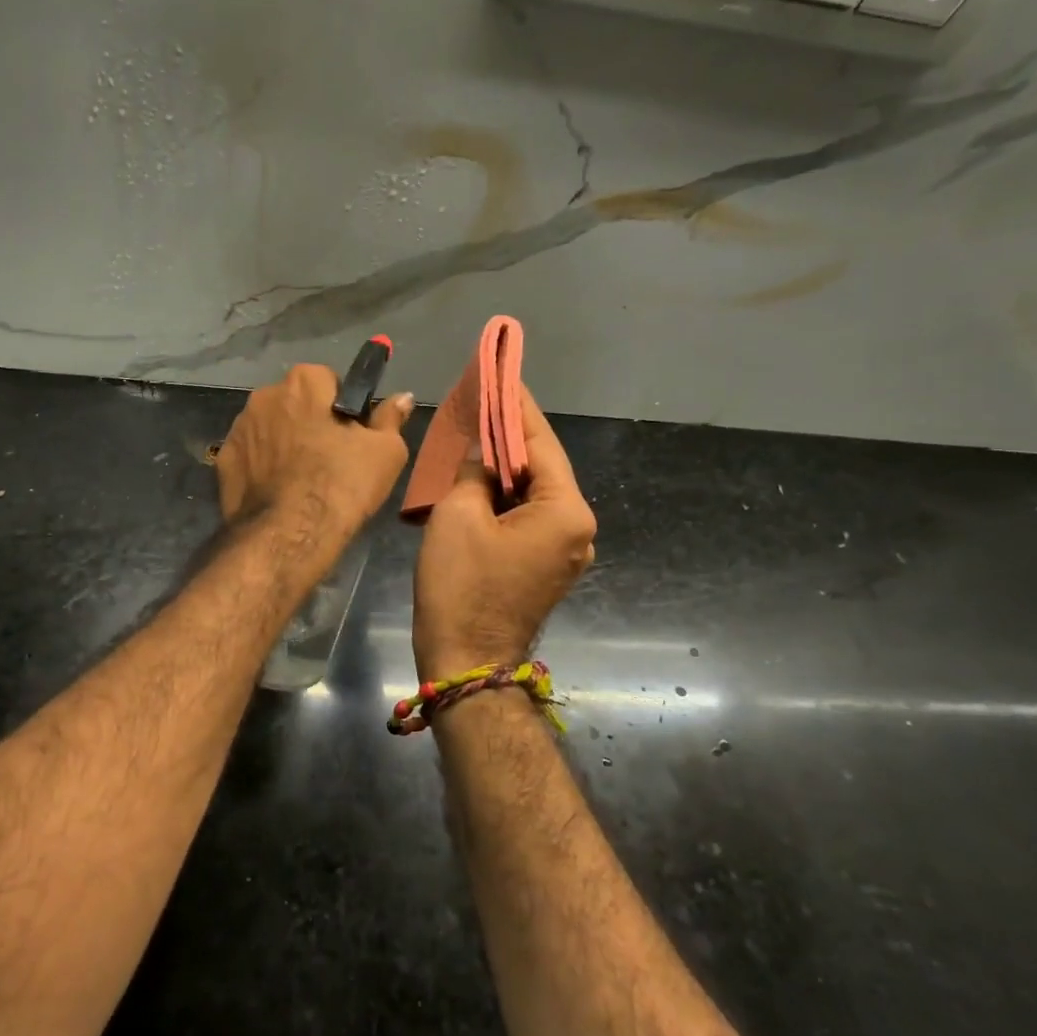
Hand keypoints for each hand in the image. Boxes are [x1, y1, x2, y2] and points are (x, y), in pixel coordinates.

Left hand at [217, 364, 413, 547]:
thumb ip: (391, 418)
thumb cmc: (342, 485)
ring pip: (270, 428)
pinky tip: (277, 492)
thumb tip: (402, 397)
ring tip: (301, 480)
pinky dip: (261, 467)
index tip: (351, 435)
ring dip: (283, 443)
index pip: (328, 380)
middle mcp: (264, 395)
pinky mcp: (223, 461)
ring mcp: (238, 428)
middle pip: (296, 403)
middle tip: (329, 459)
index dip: (342, 408)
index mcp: (304, 382)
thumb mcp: (385, 452)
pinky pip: (250, 456)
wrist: (288, 536)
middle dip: (309, 422)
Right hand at [413, 386, 595, 682]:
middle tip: (482, 400)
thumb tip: (483, 459)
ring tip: (477, 432)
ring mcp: (565, 550)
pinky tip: (480, 479)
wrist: (465, 661)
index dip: (517, 406)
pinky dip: (505, 496)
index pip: (541, 442)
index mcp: (565, 510)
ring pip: (533, 493)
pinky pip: (527, 517)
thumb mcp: (458, 514)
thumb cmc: (461, 585)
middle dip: (511, 436)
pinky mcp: (546, 567)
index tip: (502, 373)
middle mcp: (578, 527)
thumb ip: (474, 472)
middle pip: (542, 468)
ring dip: (506, 467)